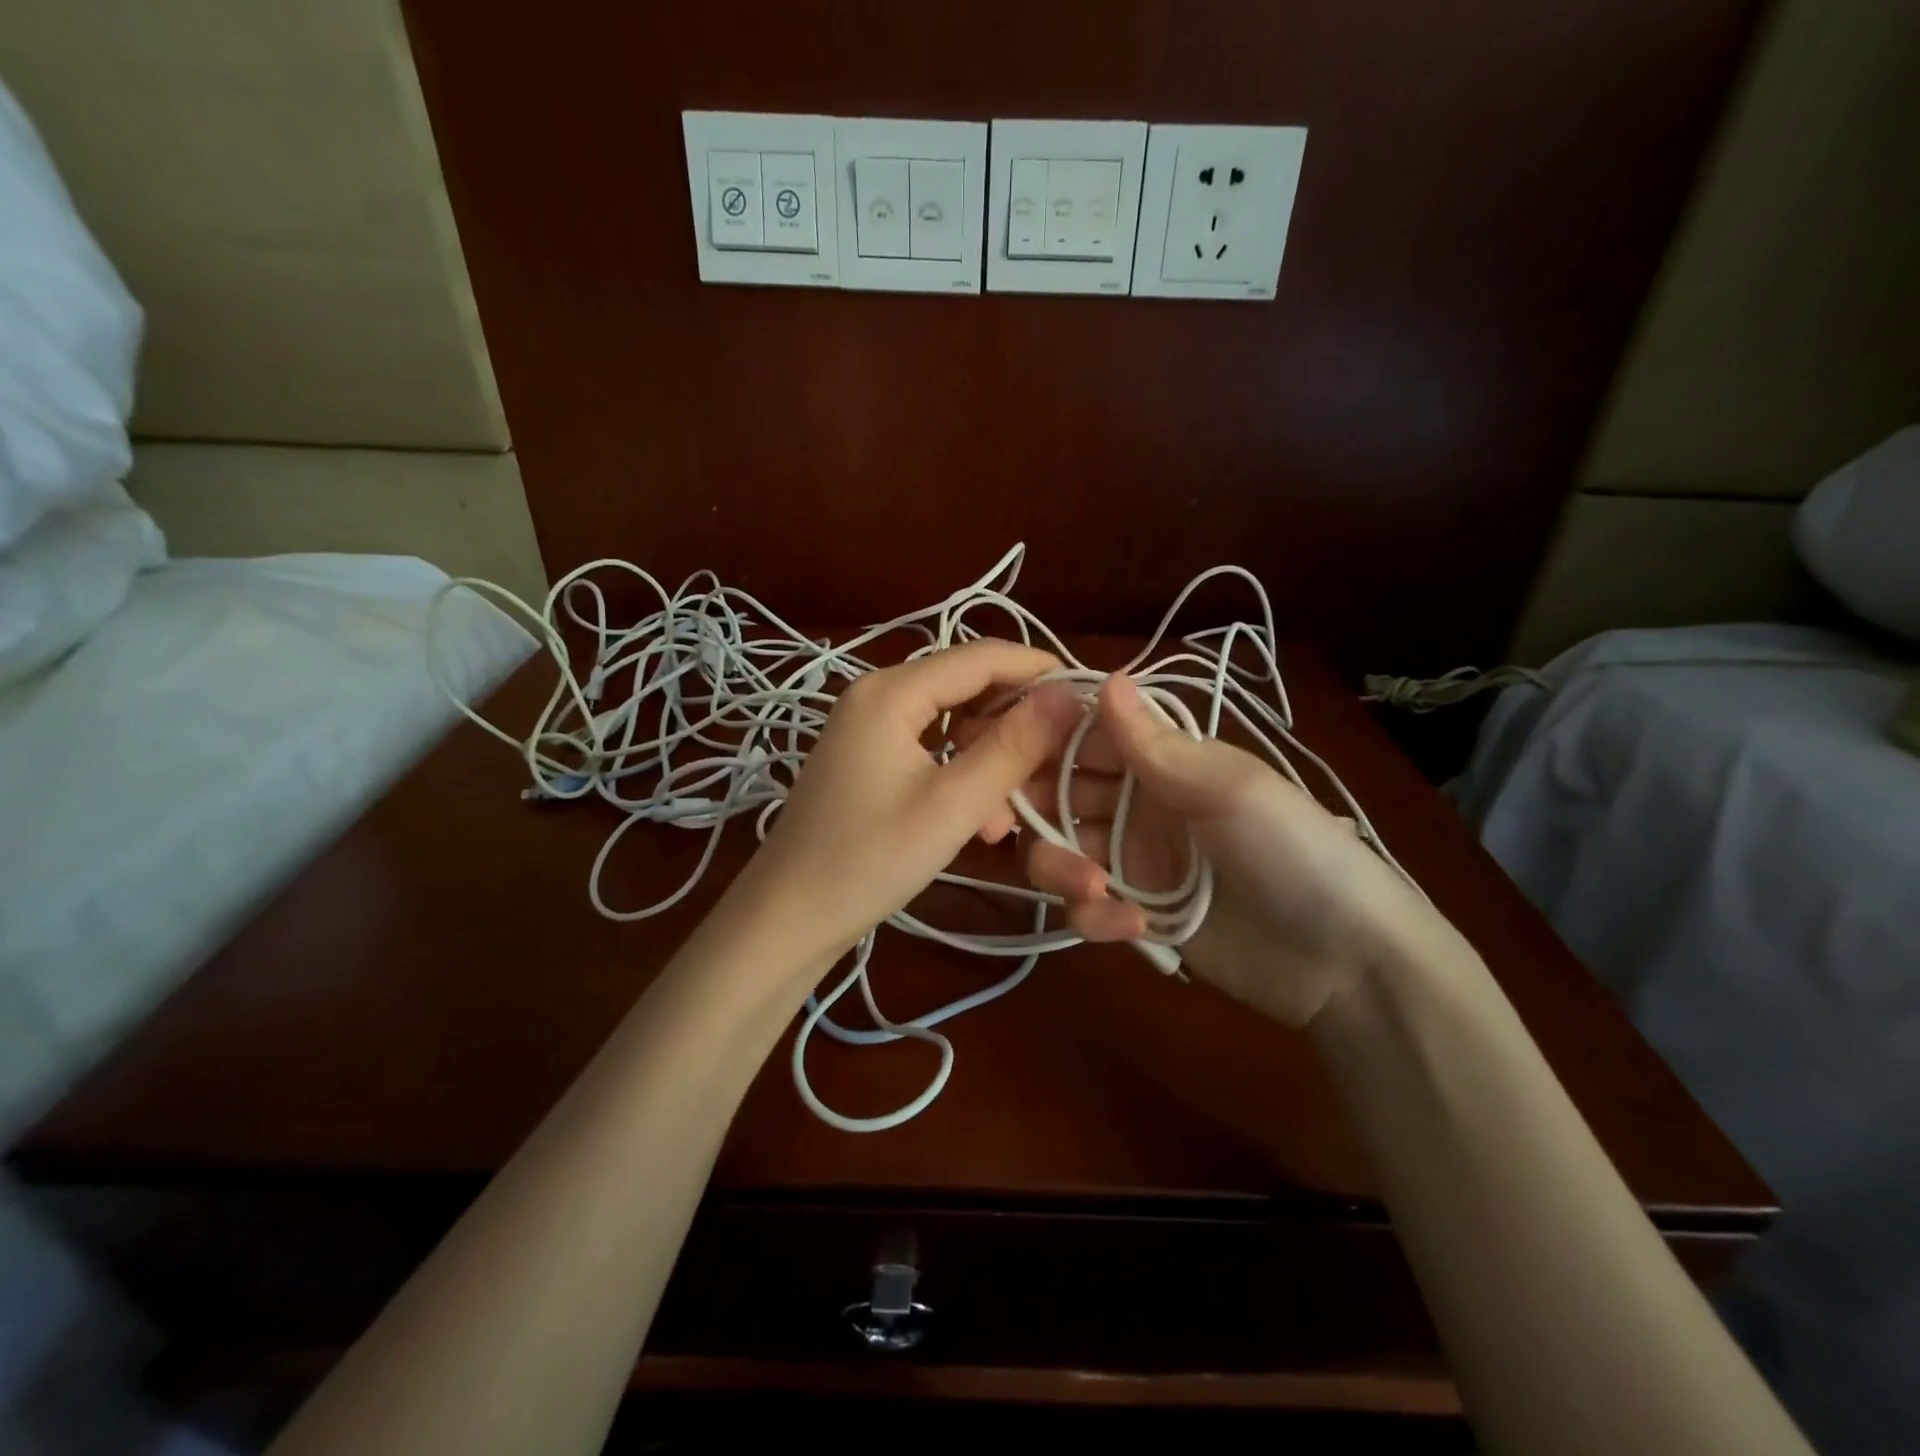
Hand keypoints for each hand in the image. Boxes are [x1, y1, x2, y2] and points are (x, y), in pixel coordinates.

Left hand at [733, 640, 1085, 962]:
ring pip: (953, 722)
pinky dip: (963, 773)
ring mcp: (869, 726)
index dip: (1039, 671)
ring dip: (991, 756)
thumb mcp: (952, 805)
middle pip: (967, 686)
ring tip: (1018, 807)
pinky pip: (931, 748)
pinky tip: (984, 819)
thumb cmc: (868, 860)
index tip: (1091, 699)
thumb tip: (1068, 696)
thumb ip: (1012, 747)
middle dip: (1016, 722)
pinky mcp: (868, 757)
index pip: (982, 657)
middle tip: (1059, 761)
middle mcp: (878, 694)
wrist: (788, 917)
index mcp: (892, 691)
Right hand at [1015, 673, 1442, 1026]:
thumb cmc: (1294, 851)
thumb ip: (1157, 744)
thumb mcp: (1231, 788)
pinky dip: (1093, 916)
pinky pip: (1085, 908)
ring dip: (1061, 869)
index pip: (1083, 738)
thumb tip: (1106, 677)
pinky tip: (1132, 926)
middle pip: (1057, 795)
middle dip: (1036, 811)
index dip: (1042, 741)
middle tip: (1027, 830)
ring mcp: (1132, 863)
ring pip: (1059, 852)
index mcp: (1161, 762)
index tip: (1005, 754)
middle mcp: (1136, 804)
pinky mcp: (1132, 915)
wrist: (1345, 960)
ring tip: (1095, 889)